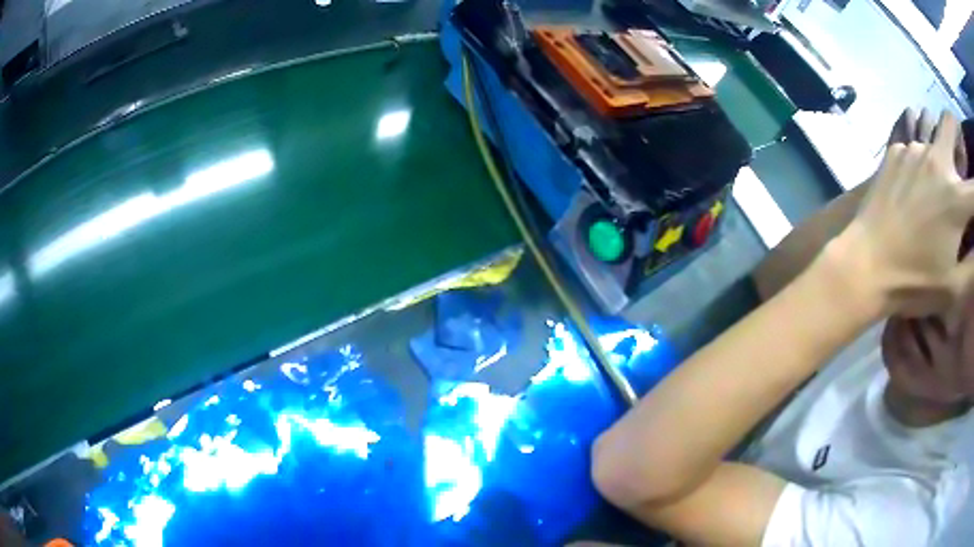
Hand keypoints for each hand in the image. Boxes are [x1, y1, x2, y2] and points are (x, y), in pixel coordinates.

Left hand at [836, 113, 973, 316]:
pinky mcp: (894, 152)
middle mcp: (937, 162)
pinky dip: (920, 163)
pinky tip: (914, 190)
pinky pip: (913, 148)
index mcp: (956, 198)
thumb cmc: (915, 283)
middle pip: (949, 123)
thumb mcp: (954, 287)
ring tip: (937, 186)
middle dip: (956, 134)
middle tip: (960, 158)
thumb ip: (973, 265)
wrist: (866, 266)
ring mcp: (912, 151)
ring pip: (932, 136)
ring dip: (939, 154)